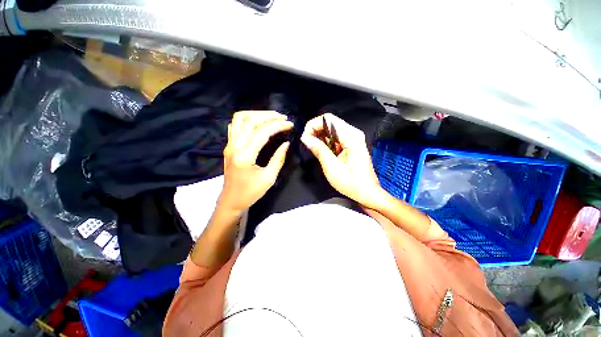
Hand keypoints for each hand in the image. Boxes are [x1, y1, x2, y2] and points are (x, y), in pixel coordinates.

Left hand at [220, 111, 292, 212]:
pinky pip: (235, 126)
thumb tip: (286, 144)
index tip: (290, 125)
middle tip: (282, 117)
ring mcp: (229, 145)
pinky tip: (256, 123)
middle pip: (249, 120)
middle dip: (268, 116)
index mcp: (245, 155)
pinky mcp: (228, 146)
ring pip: (239, 119)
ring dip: (256, 115)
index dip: (278, 126)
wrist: (231, 201)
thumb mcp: (269, 178)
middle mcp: (234, 146)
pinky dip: (246, 120)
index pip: (263, 132)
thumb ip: (278, 159)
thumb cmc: (250, 193)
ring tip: (271, 117)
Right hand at [301, 113, 384, 208]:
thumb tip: (305, 138)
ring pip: (331, 129)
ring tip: (312, 148)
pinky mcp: (351, 144)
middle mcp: (352, 133)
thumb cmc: (351, 182)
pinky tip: (320, 150)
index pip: (327, 119)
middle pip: (329, 122)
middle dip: (315, 130)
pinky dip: (325, 141)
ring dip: (319, 136)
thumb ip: (319, 150)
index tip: (305, 139)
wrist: (367, 192)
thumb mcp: (332, 167)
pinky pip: (335, 137)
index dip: (313, 125)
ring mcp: (352, 138)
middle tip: (307, 144)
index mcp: (350, 136)